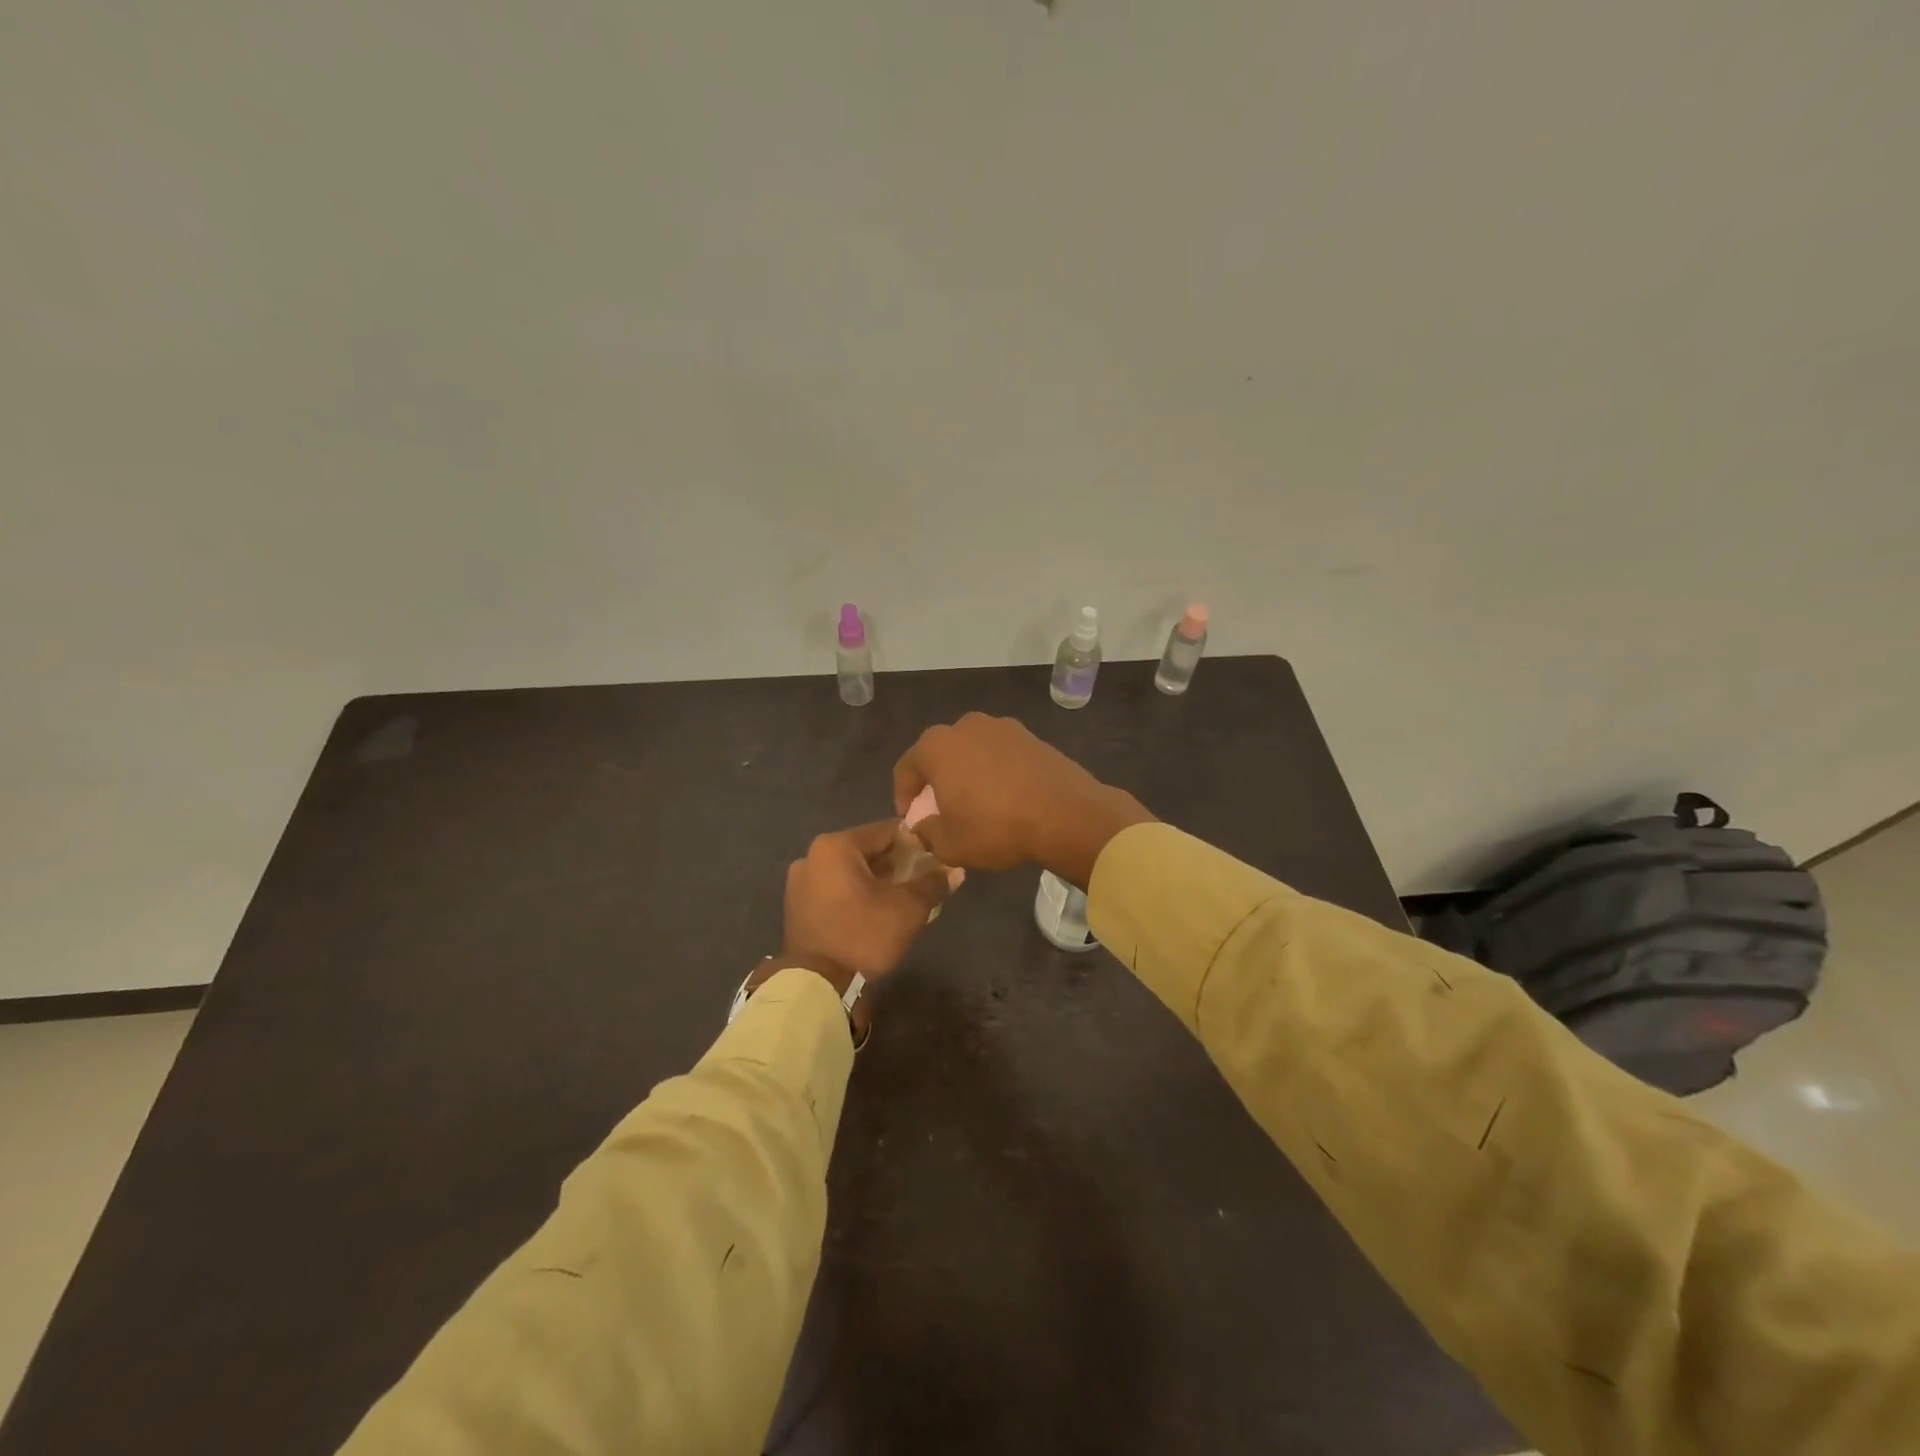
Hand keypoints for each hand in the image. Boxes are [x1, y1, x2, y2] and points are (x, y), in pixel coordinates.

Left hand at [778, 820, 958, 986]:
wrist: (817, 985)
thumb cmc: (864, 935)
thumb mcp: (907, 908)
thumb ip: (933, 884)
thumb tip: (956, 872)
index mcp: (836, 846)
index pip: (886, 831)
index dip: (914, 844)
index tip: (933, 861)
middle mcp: (813, 855)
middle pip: (866, 850)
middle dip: (894, 864)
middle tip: (919, 883)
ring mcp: (800, 881)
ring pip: (849, 871)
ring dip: (874, 880)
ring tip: (898, 900)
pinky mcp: (796, 905)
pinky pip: (833, 888)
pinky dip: (853, 894)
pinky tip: (871, 912)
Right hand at [892, 713, 1154, 886]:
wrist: (1065, 814)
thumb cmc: (996, 827)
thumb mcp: (949, 844)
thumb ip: (927, 833)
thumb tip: (924, 826)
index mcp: (936, 746)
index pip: (905, 769)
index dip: (903, 796)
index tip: (912, 820)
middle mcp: (965, 726)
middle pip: (939, 754)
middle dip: (936, 782)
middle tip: (942, 811)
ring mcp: (1002, 727)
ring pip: (972, 752)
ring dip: (968, 774)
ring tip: (977, 805)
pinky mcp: (1031, 736)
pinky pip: (1001, 755)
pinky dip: (996, 772)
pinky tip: (1006, 798)